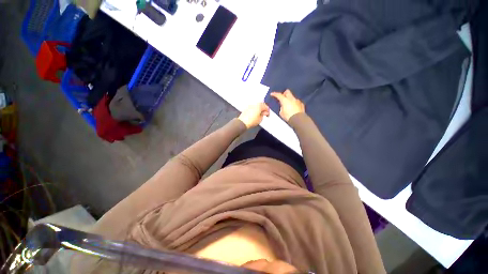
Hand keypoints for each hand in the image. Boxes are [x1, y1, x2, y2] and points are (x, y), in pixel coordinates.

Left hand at [238, 103, 269, 128]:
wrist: (242, 122)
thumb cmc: (252, 121)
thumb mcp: (260, 119)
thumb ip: (263, 115)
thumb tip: (264, 113)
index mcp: (259, 106)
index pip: (266, 106)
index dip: (268, 111)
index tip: (267, 116)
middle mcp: (254, 104)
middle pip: (261, 104)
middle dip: (263, 109)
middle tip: (264, 114)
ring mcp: (250, 106)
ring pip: (256, 106)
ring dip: (259, 109)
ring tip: (260, 114)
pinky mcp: (246, 108)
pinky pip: (253, 107)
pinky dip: (255, 110)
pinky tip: (255, 114)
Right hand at [270, 89, 304, 121]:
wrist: (298, 119)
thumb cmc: (288, 116)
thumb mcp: (281, 113)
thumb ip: (281, 108)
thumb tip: (283, 107)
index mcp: (285, 100)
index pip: (279, 95)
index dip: (275, 94)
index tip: (272, 94)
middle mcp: (291, 98)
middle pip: (287, 92)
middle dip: (284, 93)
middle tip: (282, 97)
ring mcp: (297, 101)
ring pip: (292, 97)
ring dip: (290, 99)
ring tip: (288, 104)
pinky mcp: (301, 104)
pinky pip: (297, 101)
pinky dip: (294, 103)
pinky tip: (293, 107)